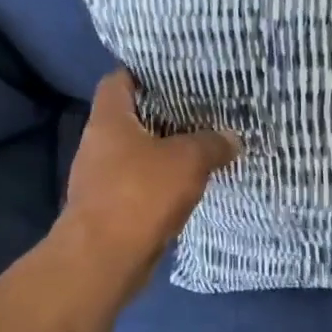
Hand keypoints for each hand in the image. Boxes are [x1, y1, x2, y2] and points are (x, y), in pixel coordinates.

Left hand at [58, 71, 239, 300]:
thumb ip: (211, 144)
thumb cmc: (140, 195)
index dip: (146, 73)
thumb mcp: (187, 161)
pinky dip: (163, 184)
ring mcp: (103, 178)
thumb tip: (231, 137)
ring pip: (139, 155)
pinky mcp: (112, 209)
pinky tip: (190, 186)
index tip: (178, 75)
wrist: (105, 258)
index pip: (120, 80)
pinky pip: (142, 186)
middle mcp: (99, 144)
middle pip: (133, 118)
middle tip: (204, 112)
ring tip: (204, 147)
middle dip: (166, 116)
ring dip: (166, 153)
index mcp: (110, 120)